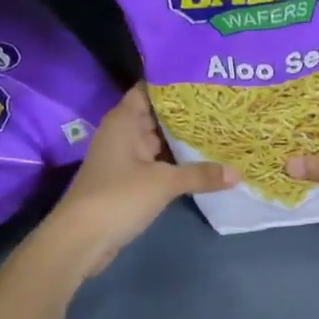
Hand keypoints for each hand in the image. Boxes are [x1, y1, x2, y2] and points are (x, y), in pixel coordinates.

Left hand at [43, 84, 233, 276]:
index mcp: (124, 121)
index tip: (204, 77)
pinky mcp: (129, 181)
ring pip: (160, 140)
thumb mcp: (164, 183)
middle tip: (223, 102)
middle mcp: (124, 133)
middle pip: (158, 114)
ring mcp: (126, 158)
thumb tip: (238, 173)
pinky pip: (158, 162)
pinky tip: (204, 160)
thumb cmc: (118, 197)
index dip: (174, 81)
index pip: (149, 89)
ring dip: (184, 138)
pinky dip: (177, 161)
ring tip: (220, 127)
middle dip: (187, 111)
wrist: (80, 241)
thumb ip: (201, 175)